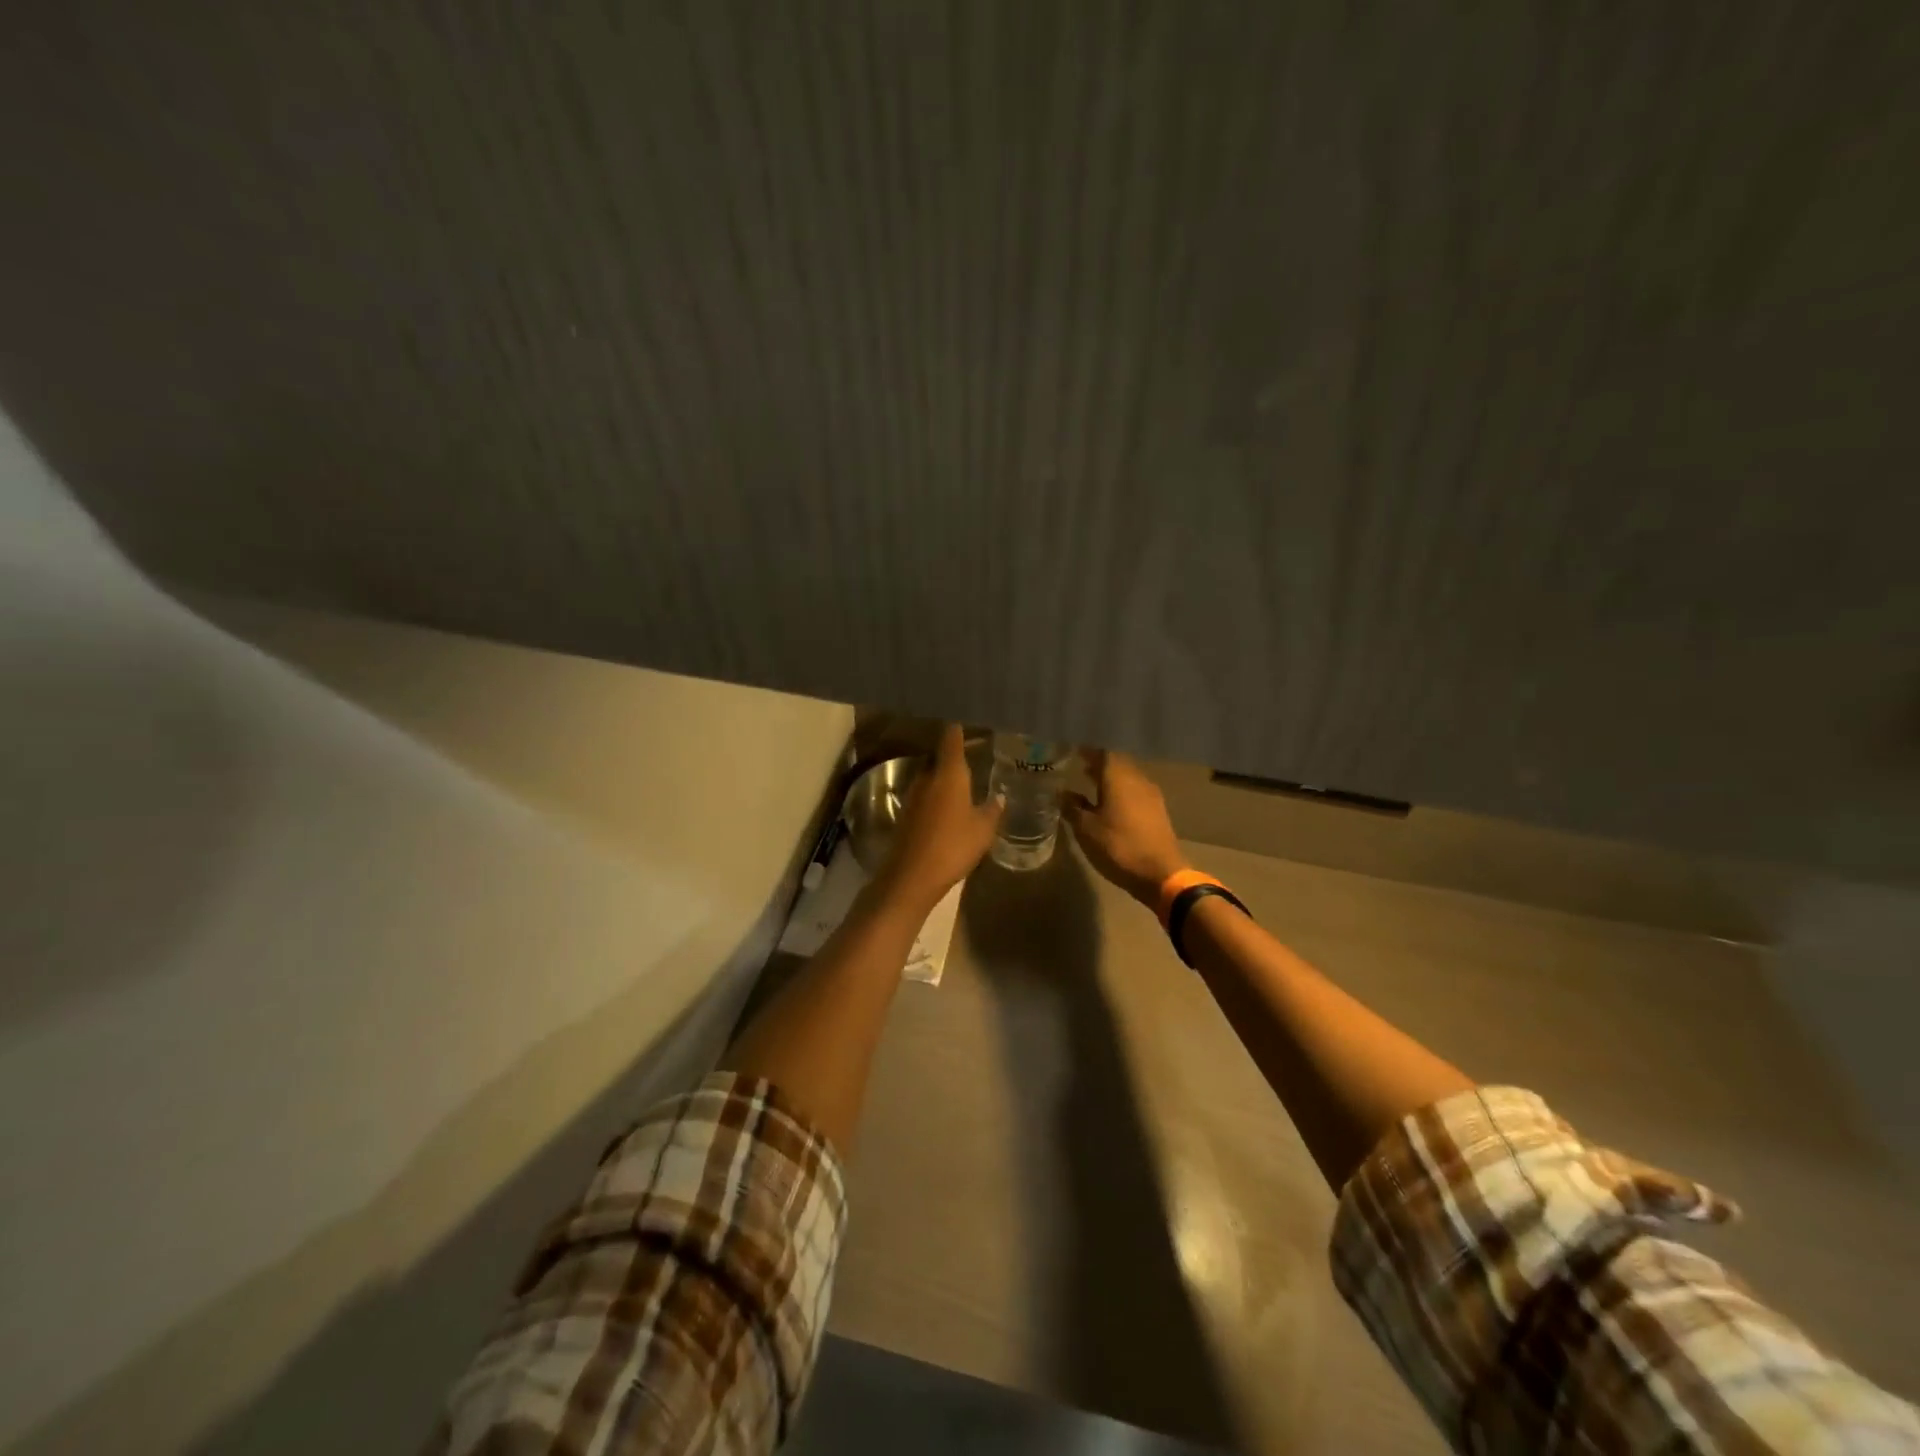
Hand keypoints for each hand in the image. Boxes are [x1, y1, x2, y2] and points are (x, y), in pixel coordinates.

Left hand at [883, 724, 1003, 906]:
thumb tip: (1000, 797)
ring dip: (945, 777)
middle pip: (939, 757)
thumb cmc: (953, 846)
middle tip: (974, 754)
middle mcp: (927, 777)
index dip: (958, 726)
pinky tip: (950, 808)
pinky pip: (925, 796)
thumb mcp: (983, 830)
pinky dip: (937, 796)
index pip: (951, 739)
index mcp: (948, 774)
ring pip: (931, 777)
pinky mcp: (906, 814)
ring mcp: (913, 795)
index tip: (965, 716)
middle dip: (954, 755)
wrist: (912, 876)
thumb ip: (993, 810)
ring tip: (965, 783)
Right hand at [1063, 749, 1186, 907]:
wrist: (1160, 874)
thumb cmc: (1118, 846)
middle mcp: (1137, 779)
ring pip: (1128, 776)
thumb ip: (1072, 807)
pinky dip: (1121, 790)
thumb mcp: (1086, 829)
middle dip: (1099, 762)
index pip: (1102, 752)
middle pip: (1117, 762)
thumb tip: (1062, 793)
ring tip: (1092, 783)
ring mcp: (1151, 795)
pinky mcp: (1157, 811)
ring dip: (1110, 777)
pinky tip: (1110, 803)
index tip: (1072, 751)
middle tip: (1080, 766)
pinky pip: (1135, 791)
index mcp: (1118, 777)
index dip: (1087, 751)